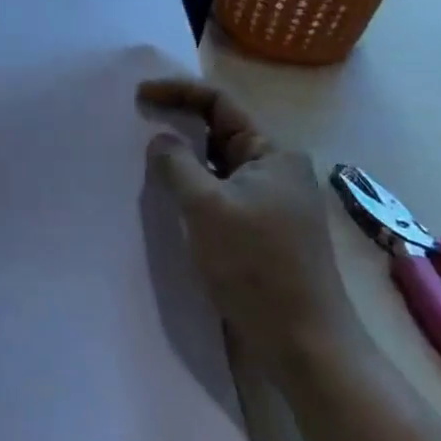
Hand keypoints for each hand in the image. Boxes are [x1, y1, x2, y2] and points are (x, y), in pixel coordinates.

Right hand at [139, 77, 362, 372]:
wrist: (305, 348)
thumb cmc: (258, 267)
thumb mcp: (207, 207)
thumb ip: (176, 164)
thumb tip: (160, 140)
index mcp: (272, 153)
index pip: (219, 103)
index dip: (176, 92)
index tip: (138, 95)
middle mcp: (274, 170)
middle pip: (217, 130)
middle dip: (176, 123)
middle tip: (135, 122)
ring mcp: (267, 202)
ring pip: (215, 164)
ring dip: (181, 159)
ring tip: (141, 157)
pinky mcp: (257, 231)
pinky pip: (216, 193)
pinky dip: (190, 188)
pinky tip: (164, 197)